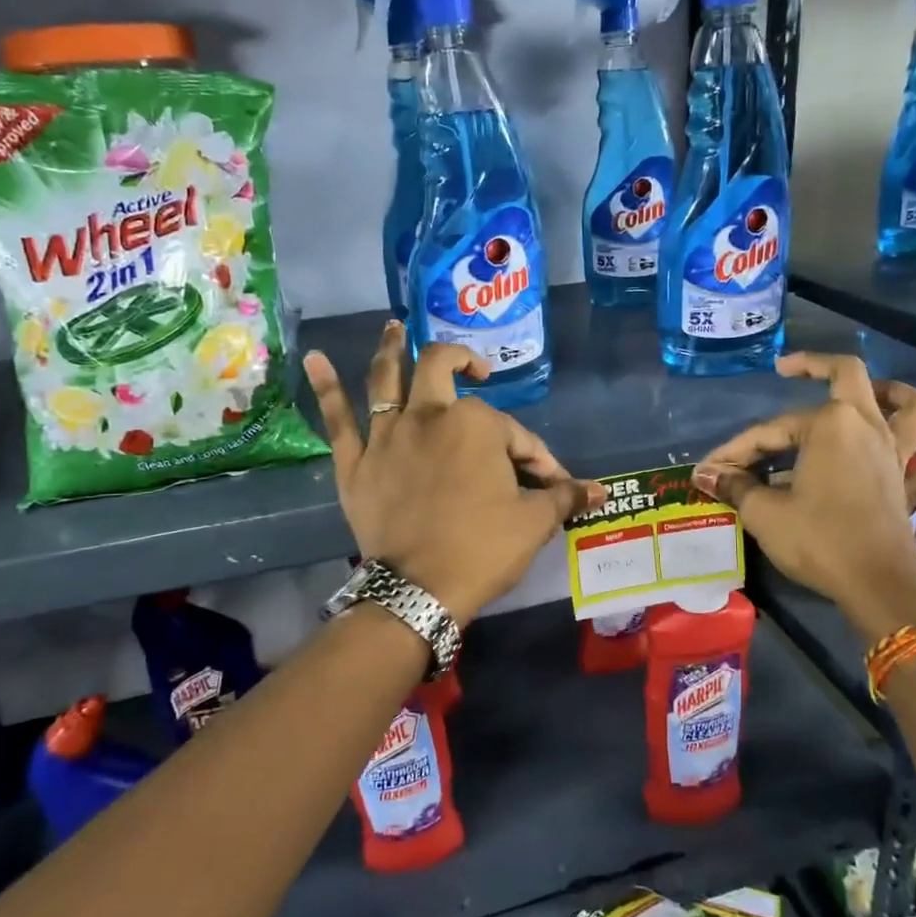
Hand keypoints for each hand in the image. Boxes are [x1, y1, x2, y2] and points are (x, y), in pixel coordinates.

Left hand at [305, 324, 602, 623]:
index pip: (515, 434)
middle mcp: (429, 416)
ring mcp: (387, 436)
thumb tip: (602, 491)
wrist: (418, 589)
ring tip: (393, 326)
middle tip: (476, 368)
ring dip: (391, 349)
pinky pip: (337, 420)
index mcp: (476, 424)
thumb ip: (566, 497)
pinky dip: (325, 388)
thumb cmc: (483, 548)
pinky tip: (313, 359)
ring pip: (386, 379)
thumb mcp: (534, 522)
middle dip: (463, 362)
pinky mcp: (355, 462)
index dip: (537, 458)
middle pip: (442, 370)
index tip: (550, 486)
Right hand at [692, 353, 915, 642]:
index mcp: (830, 424)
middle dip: (815, 365)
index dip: (735, 449)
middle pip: (848, 376)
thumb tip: (706, 474)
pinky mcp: (911, 481)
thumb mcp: (765, 513)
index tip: (709, 470)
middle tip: (788, 368)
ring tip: (871, 392)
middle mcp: (867, 426)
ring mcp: (896, 452)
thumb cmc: (818, 539)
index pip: (770, 431)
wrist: (876, 583)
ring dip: (892, 392)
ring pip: (913, 406)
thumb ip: (736, 486)